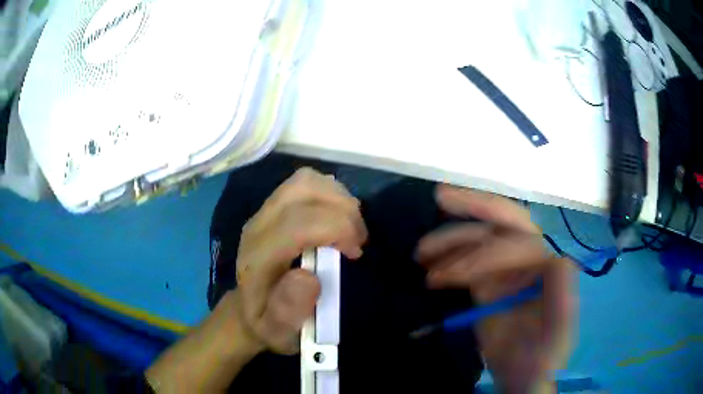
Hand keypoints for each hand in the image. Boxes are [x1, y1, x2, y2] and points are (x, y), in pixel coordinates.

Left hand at [236, 168, 367, 353]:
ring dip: (338, 198)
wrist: (247, 308)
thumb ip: (288, 311)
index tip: (356, 252)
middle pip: (303, 191)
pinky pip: (305, 183)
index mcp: (258, 258)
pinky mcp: (273, 206)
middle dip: (343, 210)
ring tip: (350, 226)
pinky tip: (337, 217)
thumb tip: (309, 277)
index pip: (297, 224)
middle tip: (358, 239)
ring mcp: (264, 211)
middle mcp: (258, 225)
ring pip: (305, 181)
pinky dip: (330, 193)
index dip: (336, 229)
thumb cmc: (267, 322)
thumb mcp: (277, 332)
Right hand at [415, 185, 573, 392]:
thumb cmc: (543, 356)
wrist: (522, 373)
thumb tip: (558, 259)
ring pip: (478, 239)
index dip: (486, 253)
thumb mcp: (558, 334)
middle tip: (441, 196)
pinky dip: (445, 261)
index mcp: (548, 263)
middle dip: (475, 205)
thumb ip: (563, 298)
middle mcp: (529, 256)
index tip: (451, 274)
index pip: (519, 242)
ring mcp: (507, 266)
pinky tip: (429, 270)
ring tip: (421, 255)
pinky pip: (465, 260)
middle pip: (505, 220)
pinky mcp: (488, 279)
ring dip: (449, 241)